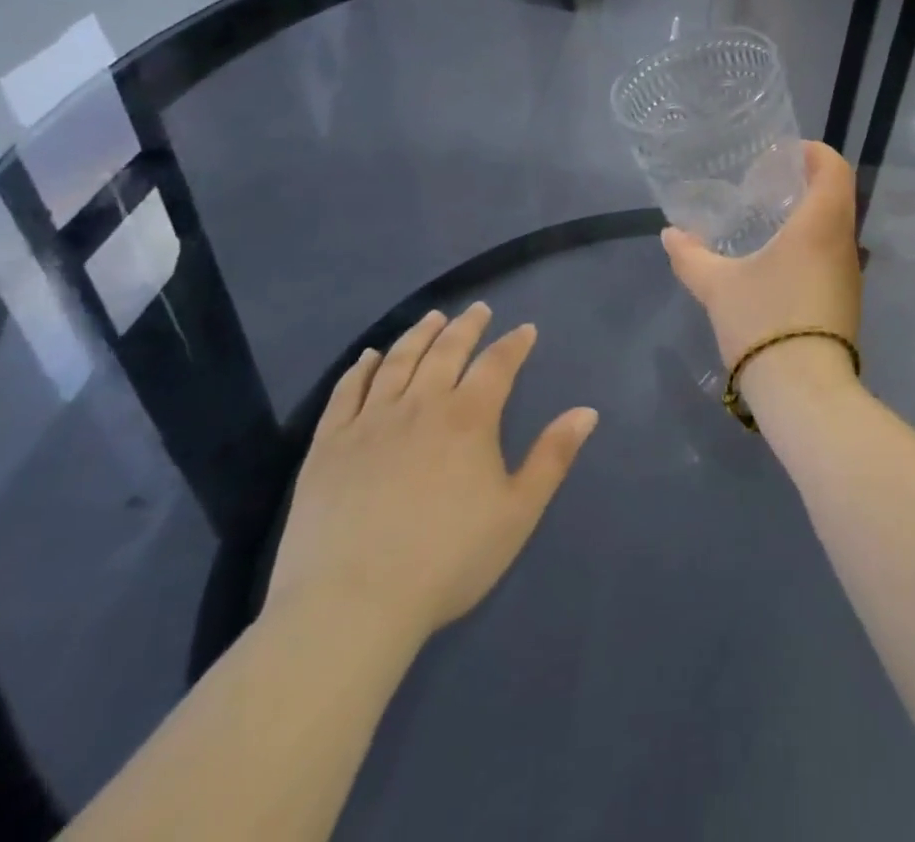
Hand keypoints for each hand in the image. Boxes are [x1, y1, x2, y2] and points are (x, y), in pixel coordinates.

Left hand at [265, 307, 597, 646]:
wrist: (351, 606)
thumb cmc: (447, 560)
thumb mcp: (518, 512)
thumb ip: (553, 457)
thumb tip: (587, 411)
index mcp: (469, 418)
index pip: (497, 365)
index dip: (514, 344)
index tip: (525, 330)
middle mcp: (420, 406)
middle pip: (446, 352)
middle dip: (466, 327)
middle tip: (478, 309)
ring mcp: (369, 423)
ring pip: (398, 362)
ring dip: (419, 335)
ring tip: (432, 318)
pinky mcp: (327, 446)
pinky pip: (346, 393)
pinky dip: (360, 369)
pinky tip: (369, 357)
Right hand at [661, 141, 862, 401]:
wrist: (804, 391)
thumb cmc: (763, 321)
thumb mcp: (718, 286)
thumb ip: (691, 256)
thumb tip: (670, 234)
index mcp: (819, 224)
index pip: (834, 168)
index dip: (815, 152)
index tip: (785, 153)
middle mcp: (843, 242)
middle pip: (838, 195)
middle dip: (809, 181)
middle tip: (770, 183)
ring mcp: (850, 274)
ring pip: (838, 227)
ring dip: (812, 214)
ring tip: (772, 219)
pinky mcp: (847, 300)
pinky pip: (834, 254)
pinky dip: (813, 243)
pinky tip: (782, 261)